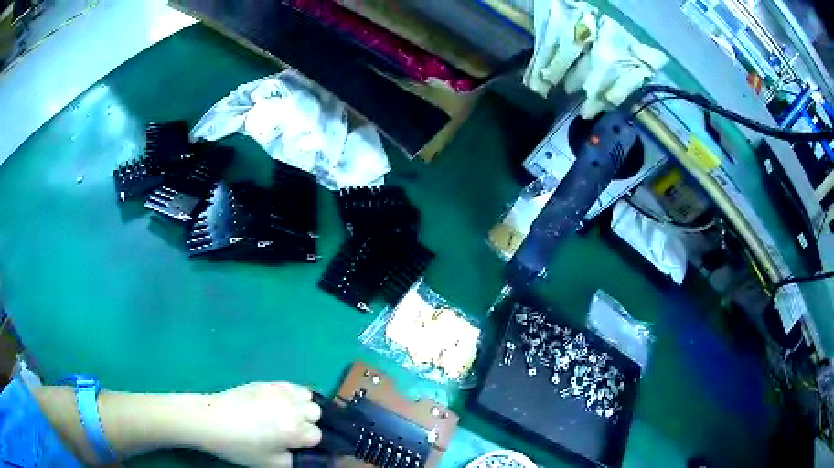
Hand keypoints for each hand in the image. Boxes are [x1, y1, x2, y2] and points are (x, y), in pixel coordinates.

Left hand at [192, 382, 321, 466]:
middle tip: (291, 432)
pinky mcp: (268, 382)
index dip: (309, 444)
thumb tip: (315, 456)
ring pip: (308, 397)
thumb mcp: (272, 464)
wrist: (211, 421)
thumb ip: (299, 461)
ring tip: (288, 417)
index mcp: (293, 430)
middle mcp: (291, 407)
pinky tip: (281, 404)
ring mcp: (279, 391)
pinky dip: (294, 395)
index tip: (296, 447)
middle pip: (316, 413)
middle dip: (308, 424)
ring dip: (303, 408)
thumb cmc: (241, 447)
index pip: (318, 436)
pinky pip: (292, 386)